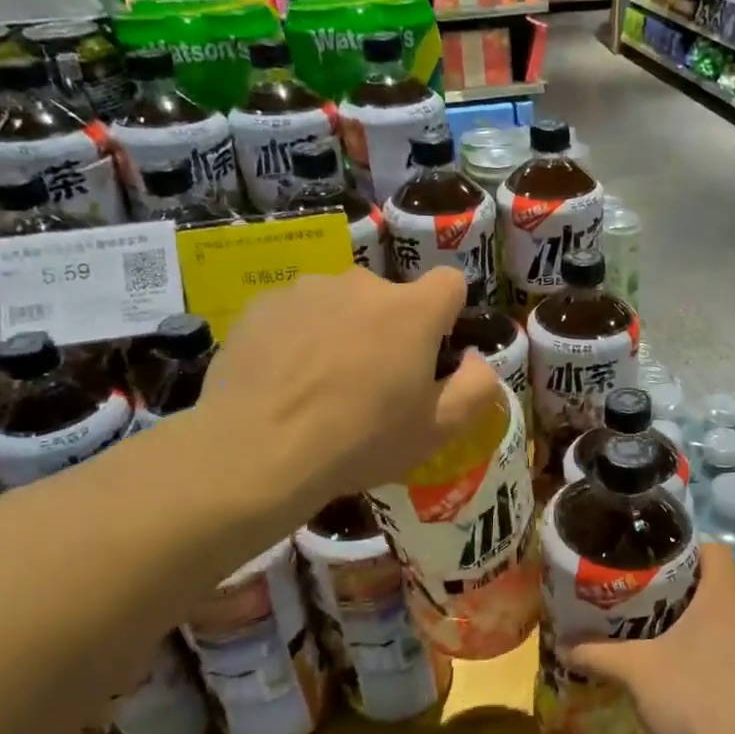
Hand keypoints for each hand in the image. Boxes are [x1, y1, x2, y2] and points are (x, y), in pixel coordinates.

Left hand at [195, 266, 501, 517]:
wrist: (257, 451)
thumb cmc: (359, 441)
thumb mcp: (438, 430)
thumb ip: (477, 387)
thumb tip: (475, 359)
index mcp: (411, 310)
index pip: (450, 282)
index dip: (447, 314)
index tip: (431, 351)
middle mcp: (361, 284)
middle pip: (390, 298)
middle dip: (390, 329)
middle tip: (372, 383)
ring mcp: (307, 289)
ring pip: (341, 303)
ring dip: (343, 330)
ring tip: (321, 384)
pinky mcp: (263, 305)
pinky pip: (297, 313)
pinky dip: (299, 336)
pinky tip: (284, 380)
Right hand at [565, 544, 734, 733]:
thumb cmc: (697, 702)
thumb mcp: (638, 674)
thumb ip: (600, 655)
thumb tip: (564, 646)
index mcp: (727, 597)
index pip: (713, 550)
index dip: (685, 554)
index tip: (658, 573)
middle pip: (724, 594)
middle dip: (692, 605)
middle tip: (657, 623)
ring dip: (716, 642)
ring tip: (682, 665)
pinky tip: (714, 702)